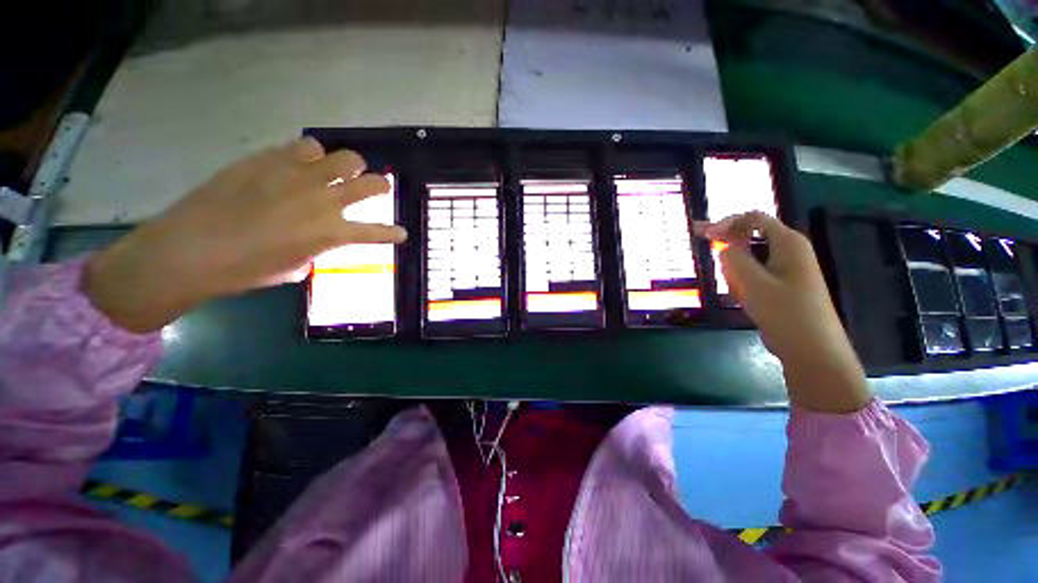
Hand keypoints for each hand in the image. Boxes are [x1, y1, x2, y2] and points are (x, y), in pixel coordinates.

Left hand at [83, 138, 406, 333]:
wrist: (191, 249)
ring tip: (336, 170)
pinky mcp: (271, 158)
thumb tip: (316, 240)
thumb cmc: (246, 270)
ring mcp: (299, 175)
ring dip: (347, 165)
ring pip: (344, 157)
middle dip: (380, 185)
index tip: (402, 234)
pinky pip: (304, 146)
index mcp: (332, 233)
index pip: (376, 232)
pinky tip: (300, 162)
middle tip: (378, 186)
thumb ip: (315, 250)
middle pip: (371, 183)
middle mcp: (325, 200)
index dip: (393, 233)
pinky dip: (310, 154)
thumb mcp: (293, 268)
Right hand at [696, 212, 869, 412]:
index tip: (703, 236)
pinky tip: (744, 298)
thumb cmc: (785, 312)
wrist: (812, 350)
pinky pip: (754, 274)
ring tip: (739, 293)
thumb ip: (734, 257)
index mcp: (788, 243)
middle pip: (750, 237)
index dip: (726, 223)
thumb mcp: (753, 282)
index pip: (753, 218)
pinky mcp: (781, 284)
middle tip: (713, 261)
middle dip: (729, 249)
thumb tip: (723, 243)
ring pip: (749, 258)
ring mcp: (786, 268)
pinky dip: (743, 282)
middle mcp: (789, 250)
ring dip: (736, 271)